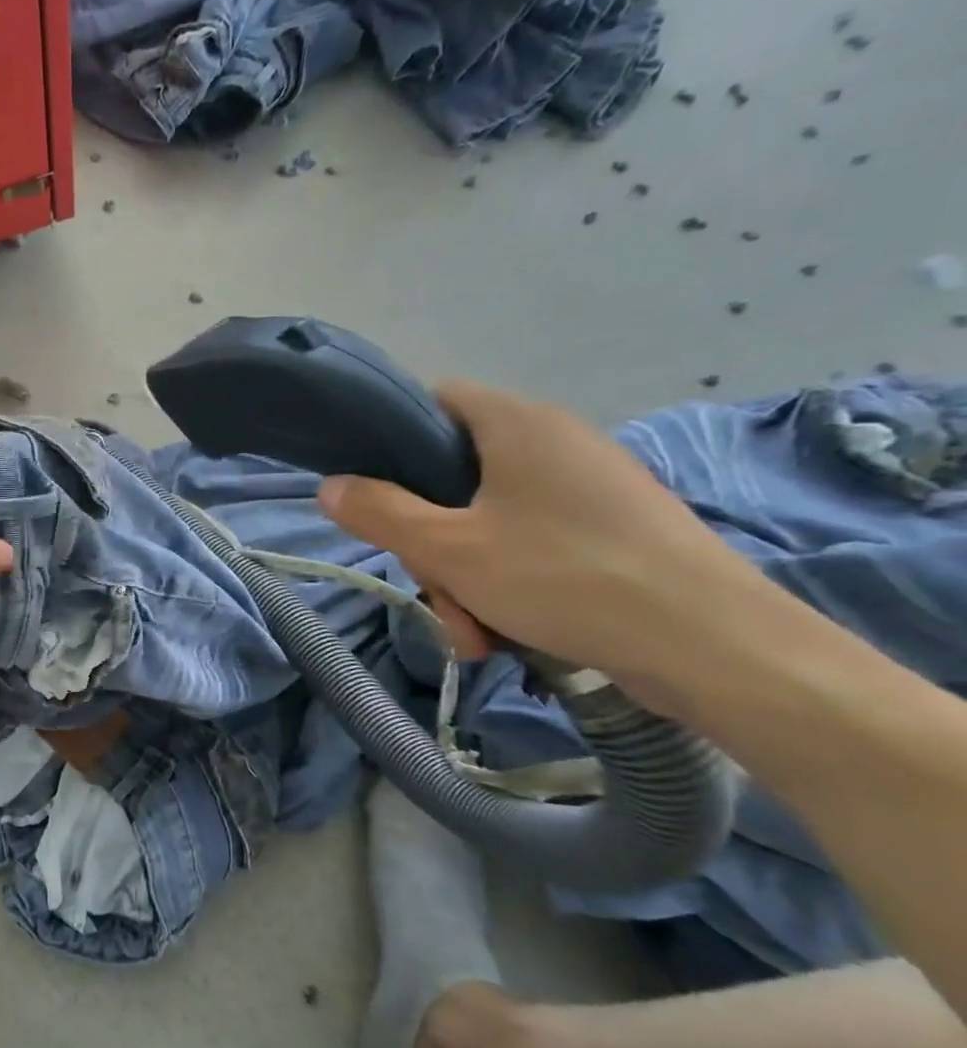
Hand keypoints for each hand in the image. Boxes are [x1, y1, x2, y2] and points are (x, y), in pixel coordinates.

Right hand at [317, 381, 760, 680]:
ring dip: (462, 577)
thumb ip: (378, 512)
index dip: (391, 439)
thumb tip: (330, 486)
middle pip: (452, 476)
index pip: (432, 401)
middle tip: (433, 590)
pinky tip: (504, 634)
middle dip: (429, 542)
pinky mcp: (609, 531)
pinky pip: (528, 546)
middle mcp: (553, 442)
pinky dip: (504, 585)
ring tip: (474, 633)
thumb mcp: (448, 549)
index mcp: (517, 424)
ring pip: (486, 521)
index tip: (371, 494)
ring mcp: (586, 488)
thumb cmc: (566, 577)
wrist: (716, 646)